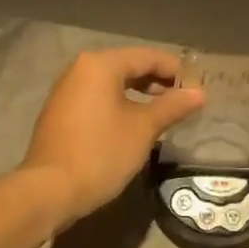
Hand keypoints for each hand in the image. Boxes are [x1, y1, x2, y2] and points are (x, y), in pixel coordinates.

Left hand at [20, 48, 204, 230]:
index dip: (176, 70)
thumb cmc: (101, 152)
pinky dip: (120, 104)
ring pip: (112, 83)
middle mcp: (81, 69)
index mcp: (101, 64)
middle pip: (128, 66)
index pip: (147, 57)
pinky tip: (135, 123)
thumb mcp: (143, 129)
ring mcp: (67, 90)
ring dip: (140, 93)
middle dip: (158, 81)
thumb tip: (199, 93)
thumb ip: (172, 106)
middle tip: (184, 100)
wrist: (49, 190)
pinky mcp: (61, 112)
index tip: (198, 87)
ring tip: (164, 112)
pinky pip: (98, 98)